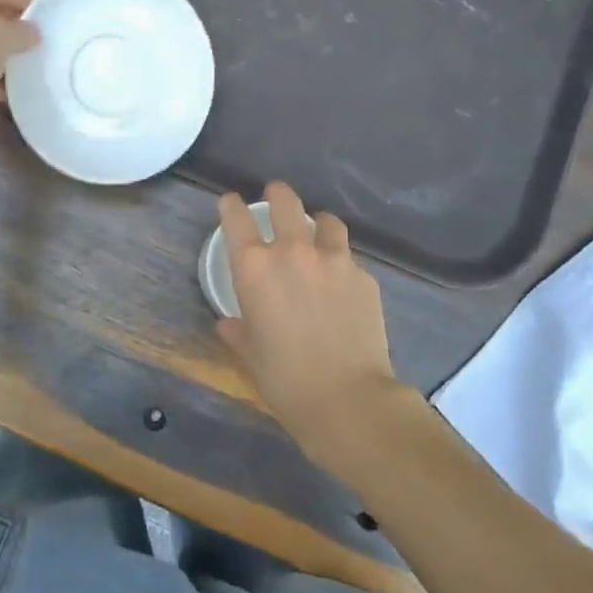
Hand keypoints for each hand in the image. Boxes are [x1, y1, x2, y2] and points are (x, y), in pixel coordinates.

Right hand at [215, 181, 406, 469]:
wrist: (347, 398)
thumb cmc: (285, 380)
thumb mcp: (251, 355)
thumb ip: (238, 331)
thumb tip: (228, 324)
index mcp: (255, 268)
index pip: (236, 218)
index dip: (230, 205)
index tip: (230, 203)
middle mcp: (293, 252)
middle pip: (285, 202)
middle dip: (277, 194)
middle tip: (276, 195)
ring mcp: (334, 260)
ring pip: (326, 222)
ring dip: (317, 224)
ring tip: (318, 233)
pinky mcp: (364, 276)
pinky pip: (349, 259)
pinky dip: (342, 263)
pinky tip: (343, 284)